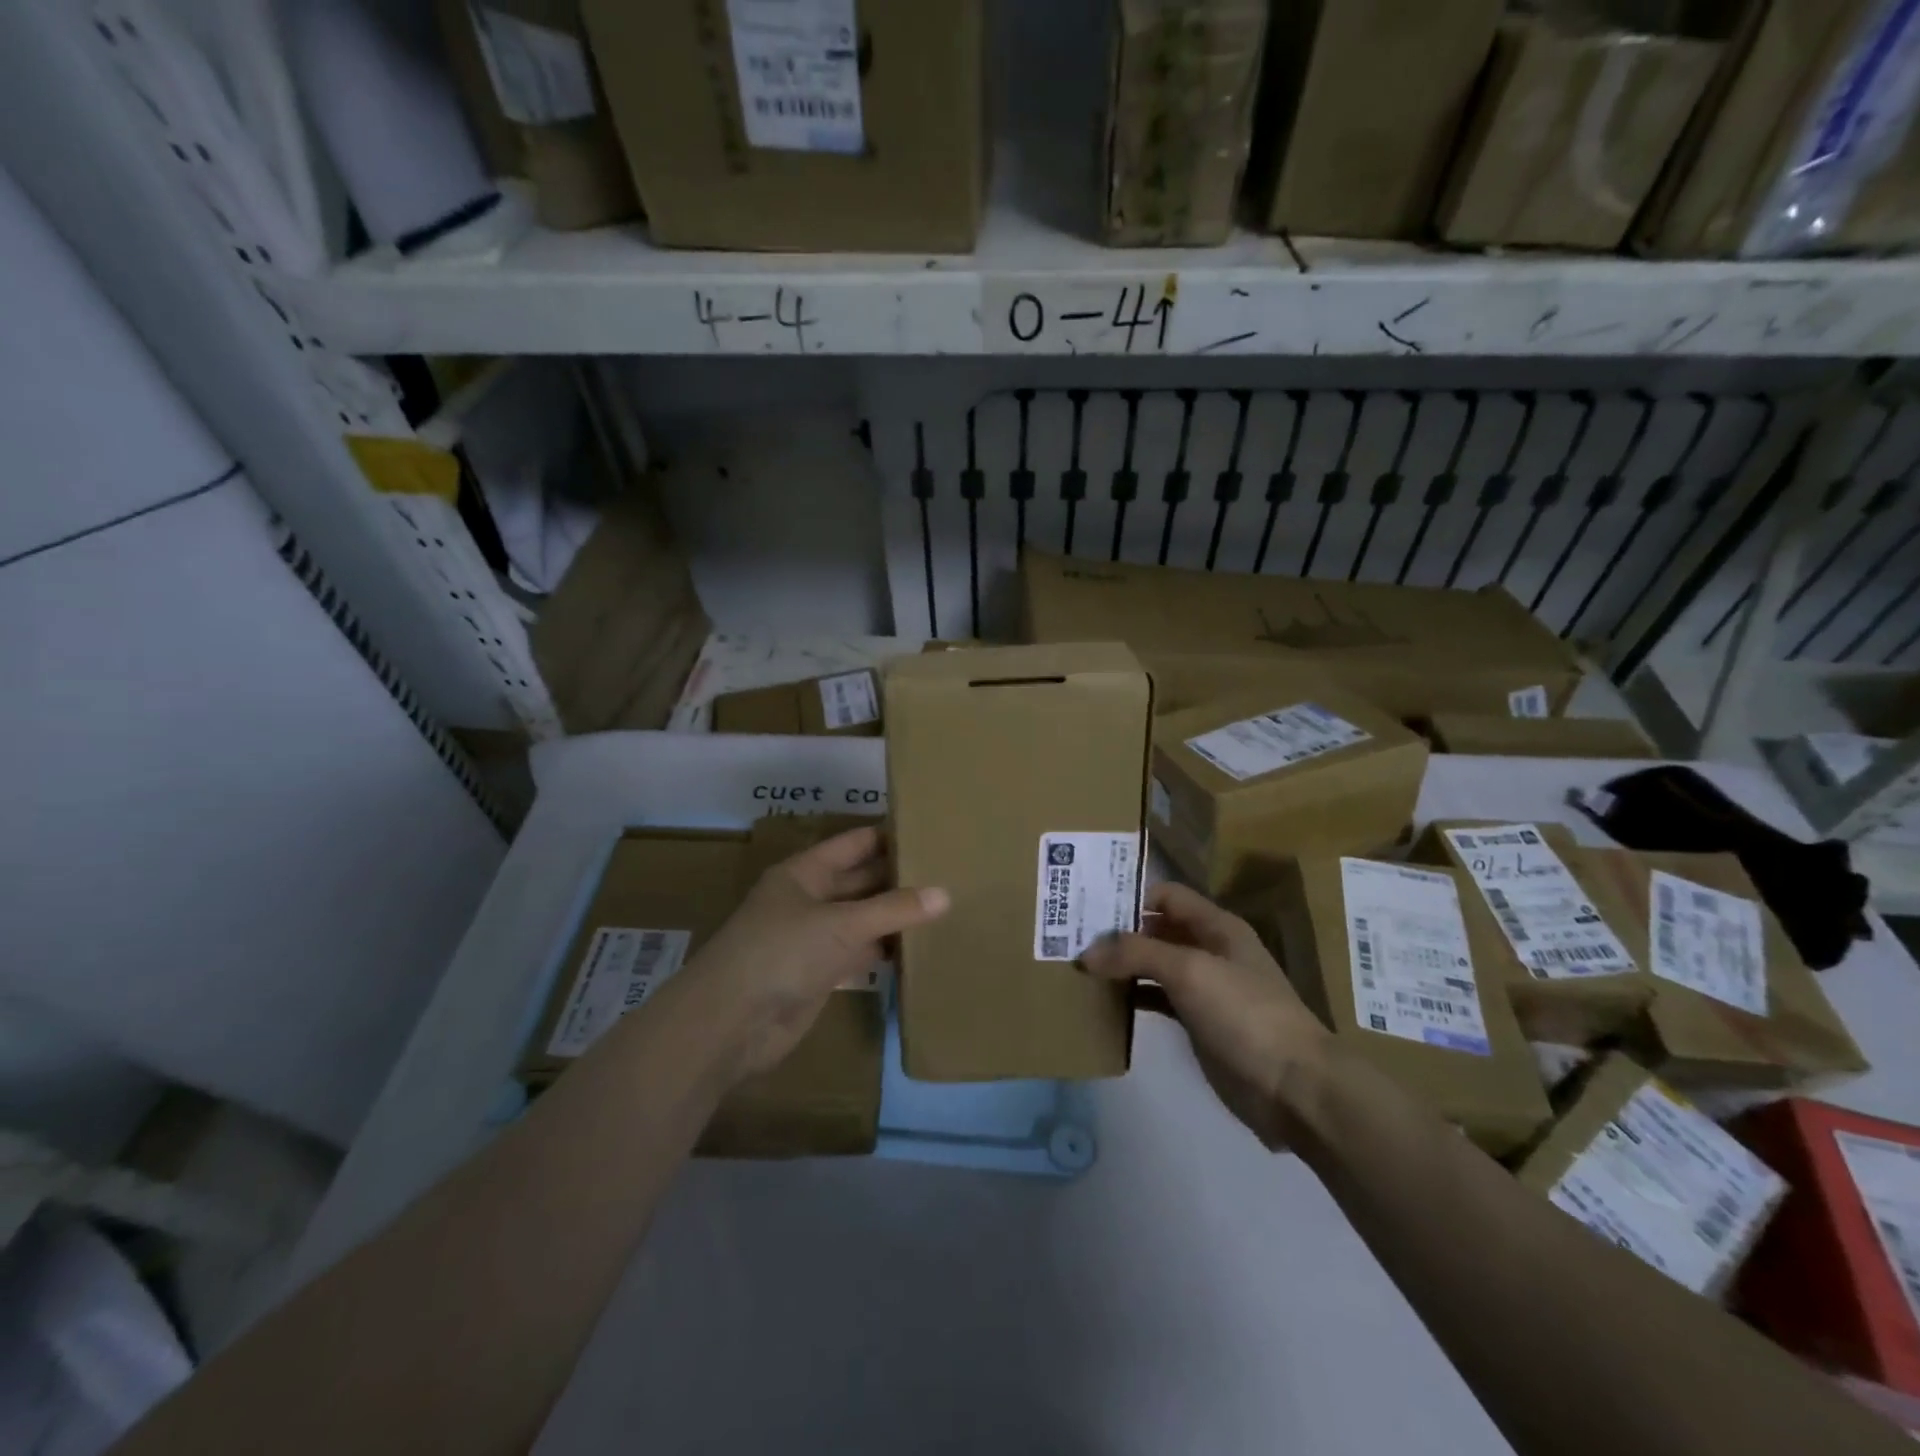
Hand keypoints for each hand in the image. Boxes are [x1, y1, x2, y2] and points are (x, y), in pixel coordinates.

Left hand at [679, 826, 948, 1081]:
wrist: (730, 1023)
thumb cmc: (781, 953)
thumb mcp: (840, 924)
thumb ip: (893, 909)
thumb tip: (946, 894)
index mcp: (805, 872)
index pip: (855, 844)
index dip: (889, 836)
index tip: (932, 832)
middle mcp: (809, 899)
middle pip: (861, 880)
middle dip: (898, 877)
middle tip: (950, 872)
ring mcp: (814, 937)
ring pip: (862, 918)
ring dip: (894, 915)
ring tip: (945, 906)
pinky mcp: (820, 973)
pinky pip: (859, 952)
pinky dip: (884, 950)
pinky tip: (918, 947)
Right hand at [1082, 882, 1327, 1148]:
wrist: (1294, 1087)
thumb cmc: (1245, 1013)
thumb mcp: (1190, 970)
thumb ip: (1136, 953)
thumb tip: (1087, 952)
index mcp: (1216, 926)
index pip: (1166, 895)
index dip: (1131, 897)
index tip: (1088, 907)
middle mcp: (1210, 949)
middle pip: (1157, 929)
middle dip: (1119, 932)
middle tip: (1071, 938)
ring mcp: (1205, 988)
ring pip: (1154, 965)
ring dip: (1122, 965)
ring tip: (1079, 968)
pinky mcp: (1199, 1023)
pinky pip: (1158, 998)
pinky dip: (1133, 997)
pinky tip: (1105, 1003)